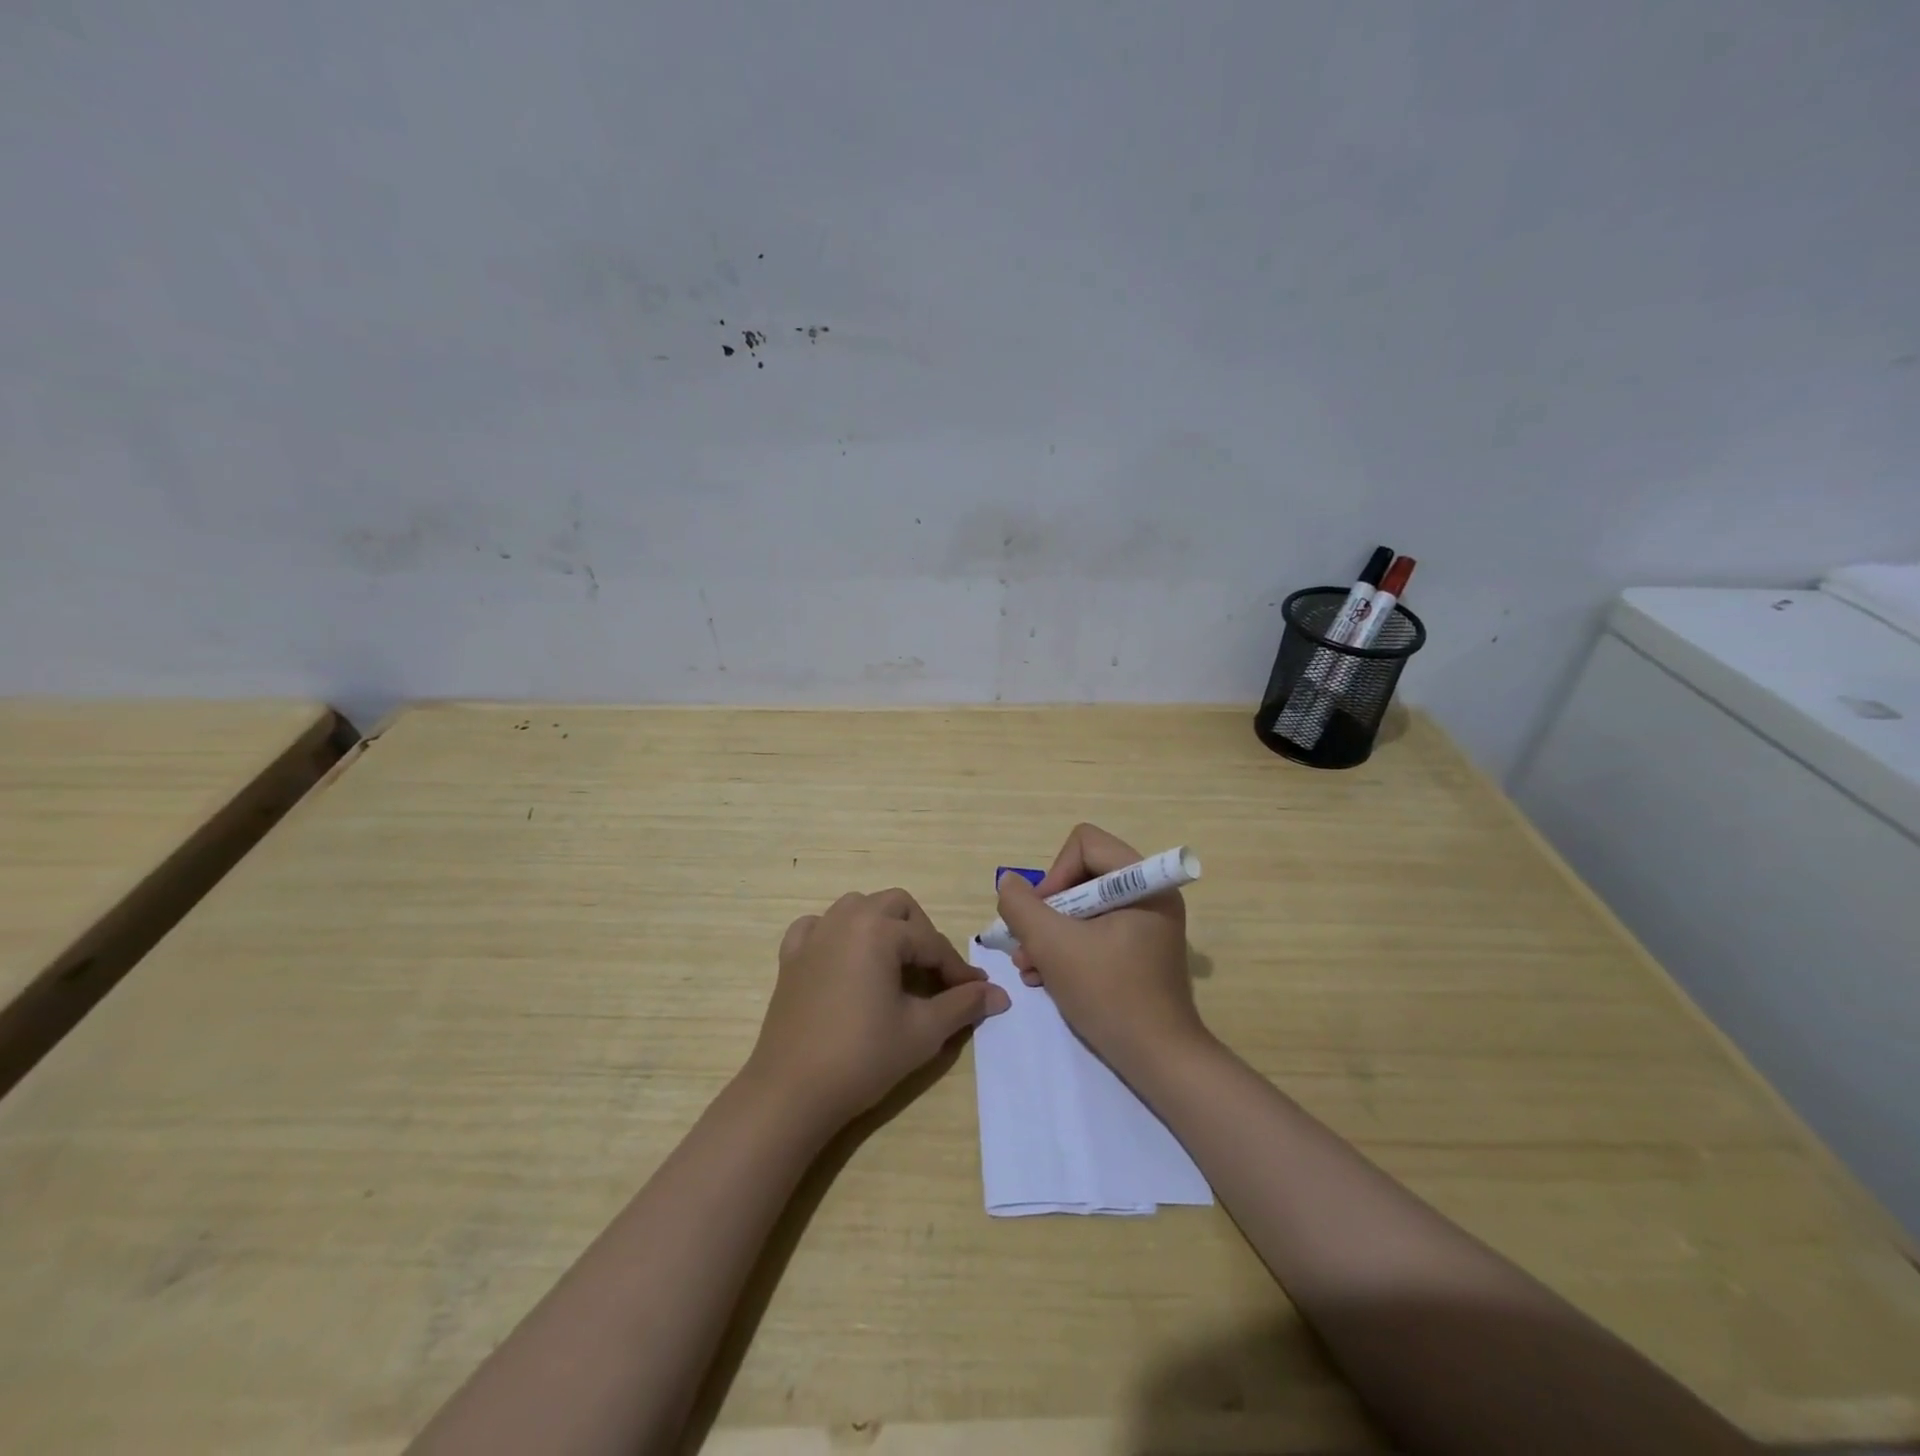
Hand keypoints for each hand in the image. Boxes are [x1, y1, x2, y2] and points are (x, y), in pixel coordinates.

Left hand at [745, 888, 1008, 1129]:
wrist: (792, 1091)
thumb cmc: (863, 1057)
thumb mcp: (923, 1031)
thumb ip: (963, 1004)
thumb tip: (1000, 994)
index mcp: (880, 930)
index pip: (931, 943)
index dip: (957, 970)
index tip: (976, 993)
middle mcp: (846, 919)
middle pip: (897, 906)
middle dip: (922, 934)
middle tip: (935, 973)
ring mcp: (814, 935)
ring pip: (857, 907)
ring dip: (882, 925)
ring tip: (895, 962)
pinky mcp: (791, 957)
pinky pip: (817, 926)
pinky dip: (836, 933)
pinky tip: (845, 959)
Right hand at [995, 824, 1211, 1077]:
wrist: (1159, 1061)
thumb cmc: (1110, 995)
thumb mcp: (1053, 946)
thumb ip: (1022, 907)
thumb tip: (1009, 883)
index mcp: (1143, 882)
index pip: (1084, 844)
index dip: (1054, 874)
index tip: (1041, 915)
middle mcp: (1150, 894)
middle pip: (1081, 875)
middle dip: (1046, 912)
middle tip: (1027, 945)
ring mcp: (1146, 923)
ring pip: (1083, 907)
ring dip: (1050, 934)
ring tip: (1030, 967)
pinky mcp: (1139, 949)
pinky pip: (1094, 931)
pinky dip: (1067, 949)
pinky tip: (1046, 978)